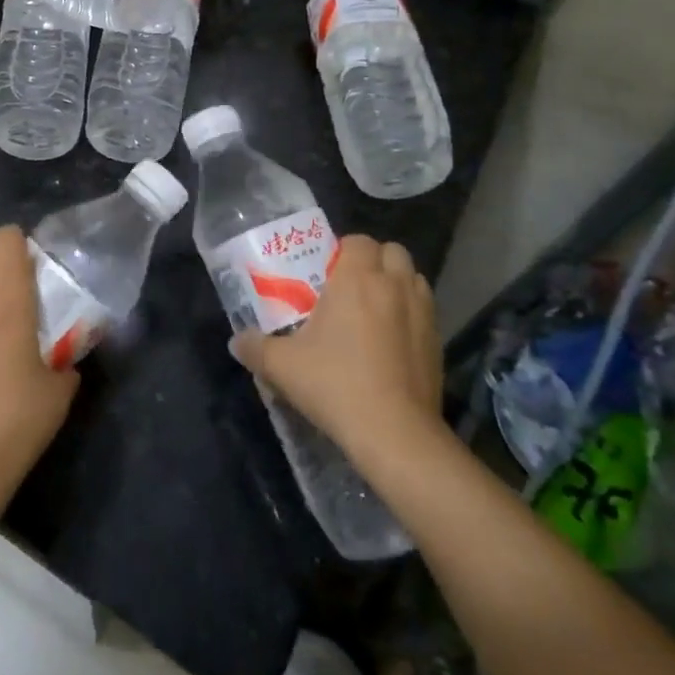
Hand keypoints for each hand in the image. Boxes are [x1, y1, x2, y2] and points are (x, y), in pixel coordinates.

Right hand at [232, 235, 441, 458]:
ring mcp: (423, 312)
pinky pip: (425, 310)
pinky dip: (410, 313)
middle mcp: (394, 285)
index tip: (326, 274)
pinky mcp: (438, 341)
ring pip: (413, 278)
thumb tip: (236, 341)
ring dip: (395, 284)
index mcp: (357, 279)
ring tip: (373, 310)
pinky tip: (391, 341)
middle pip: (392, 251)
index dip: (342, 250)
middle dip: (373, 261)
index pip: (358, 241)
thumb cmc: (335, 385)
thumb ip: (255, 347)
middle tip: (349, 288)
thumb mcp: (282, 366)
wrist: (395, 433)